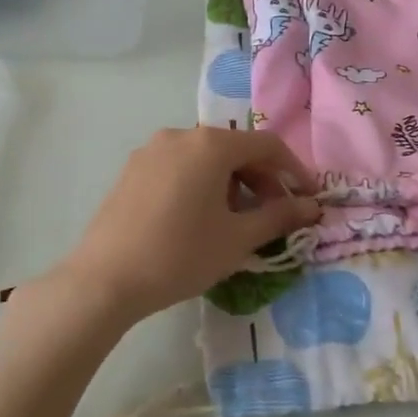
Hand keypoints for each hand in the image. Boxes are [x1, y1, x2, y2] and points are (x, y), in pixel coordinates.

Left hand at [54, 127, 321, 322]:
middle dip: (262, 179)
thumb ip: (279, 216)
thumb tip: (313, 207)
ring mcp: (151, 151)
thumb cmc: (180, 254)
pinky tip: (201, 219)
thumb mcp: (238, 238)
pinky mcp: (132, 171)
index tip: (308, 198)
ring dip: (233, 184)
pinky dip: (202, 185)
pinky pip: (180, 168)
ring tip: (238, 221)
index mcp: (210, 144)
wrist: (104, 280)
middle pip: (235, 149)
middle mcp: (180, 136)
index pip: (267, 145)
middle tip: (276, 214)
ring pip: (206, 159)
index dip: (294, 170)